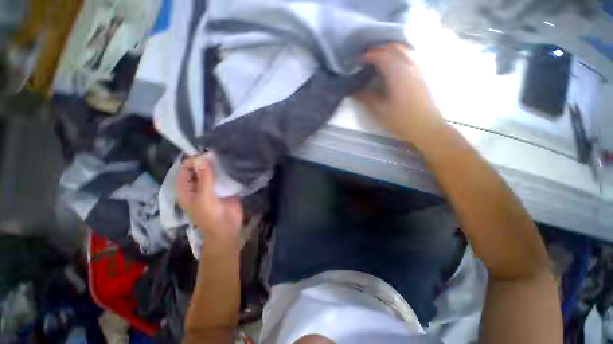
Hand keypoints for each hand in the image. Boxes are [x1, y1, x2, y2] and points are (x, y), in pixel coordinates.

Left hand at [176, 155, 242, 250]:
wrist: (227, 229)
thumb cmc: (210, 216)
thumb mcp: (205, 197)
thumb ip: (205, 178)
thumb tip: (203, 159)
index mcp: (186, 187)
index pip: (186, 167)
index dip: (194, 159)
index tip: (207, 154)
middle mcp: (197, 184)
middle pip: (199, 167)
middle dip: (207, 160)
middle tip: (219, 152)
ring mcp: (211, 185)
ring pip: (212, 170)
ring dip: (218, 164)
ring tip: (227, 155)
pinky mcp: (224, 187)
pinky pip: (223, 175)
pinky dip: (226, 170)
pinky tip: (233, 163)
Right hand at [358, 43, 445, 144]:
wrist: (426, 126)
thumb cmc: (402, 120)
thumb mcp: (381, 111)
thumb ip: (368, 98)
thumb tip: (356, 91)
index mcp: (397, 73)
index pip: (381, 56)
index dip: (368, 56)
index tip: (358, 61)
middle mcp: (409, 66)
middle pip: (393, 48)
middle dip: (379, 50)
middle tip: (367, 57)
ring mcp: (418, 68)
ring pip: (404, 50)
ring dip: (390, 50)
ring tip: (379, 58)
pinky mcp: (423, 74)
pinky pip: (410, 56)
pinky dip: (400, 55)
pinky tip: (394, 64)